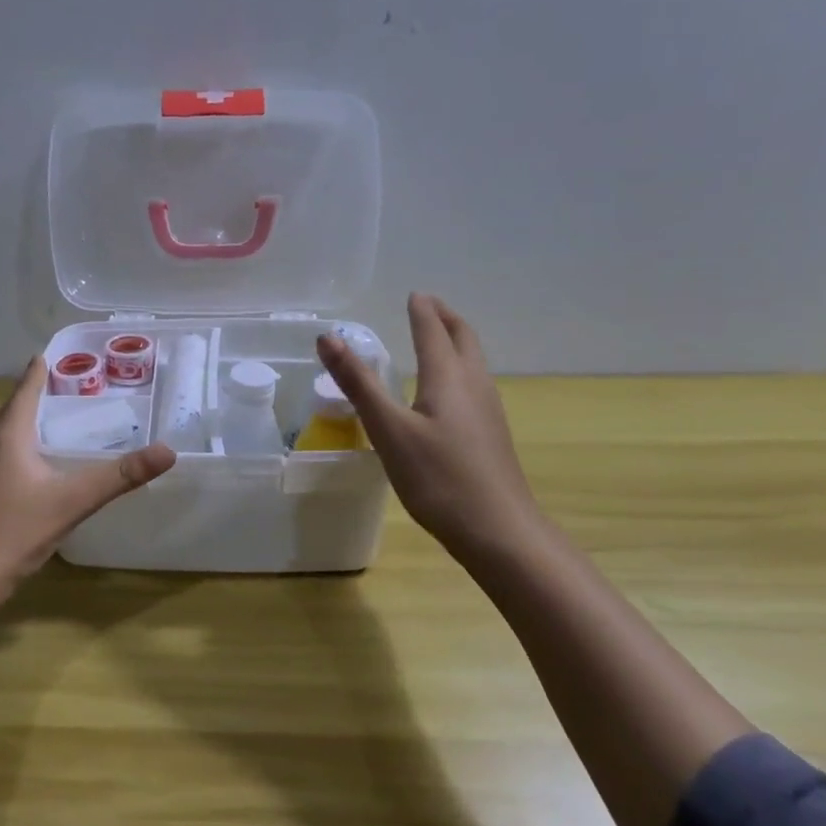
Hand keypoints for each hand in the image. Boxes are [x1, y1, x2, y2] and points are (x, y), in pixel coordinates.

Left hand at [0, 356, 175, 597]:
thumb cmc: (15, 531)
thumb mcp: (74, 501)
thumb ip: (120, 476)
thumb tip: (168, 451)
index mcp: (7, 435)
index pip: (25, 391)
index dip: (38, 372)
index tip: (48, 354)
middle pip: (13, 410)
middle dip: (35, 395)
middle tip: (63, 385)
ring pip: (3, 434)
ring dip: (25, 422)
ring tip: (51, 420)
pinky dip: (17, 447)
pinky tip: (32, 465)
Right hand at [317, 293, 542, 568]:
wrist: (498, 531)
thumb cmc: (438, 477)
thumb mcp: (388, 430)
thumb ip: (358, 383)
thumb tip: (327, 337)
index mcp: (448, 378)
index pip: (433, 332)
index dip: (422, 311)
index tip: (414, 294)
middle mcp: (474, 385)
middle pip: (464, 339)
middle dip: (446, 319)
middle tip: (428, 306)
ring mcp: (488, 410)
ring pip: (474, 362)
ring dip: (456, 342)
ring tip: (438, 338)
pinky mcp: (490, 434)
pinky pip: (475, 384)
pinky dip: (459, 368)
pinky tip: (449, 392)